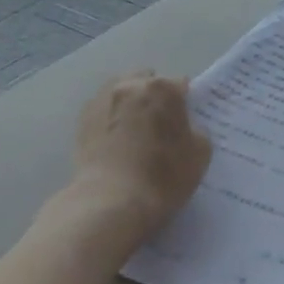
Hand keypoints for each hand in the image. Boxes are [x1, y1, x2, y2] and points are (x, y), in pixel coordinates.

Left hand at [64, 72, 211, 256]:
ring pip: (122, 90)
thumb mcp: (200, 153)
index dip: (184, 102)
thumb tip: (183, 126)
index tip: (183, 121)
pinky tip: (115, 140)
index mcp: (163, 89)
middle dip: (154, 96)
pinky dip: (111, 117)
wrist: (111, 202)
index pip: (180, 84)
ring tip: (133, 131)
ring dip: (131, 102)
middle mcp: (131, 85)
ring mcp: (103, 99)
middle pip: (148, 81)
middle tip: (159, 124)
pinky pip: (104, 109)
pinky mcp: (83, 119)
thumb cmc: (163, 177)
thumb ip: (195, 130)